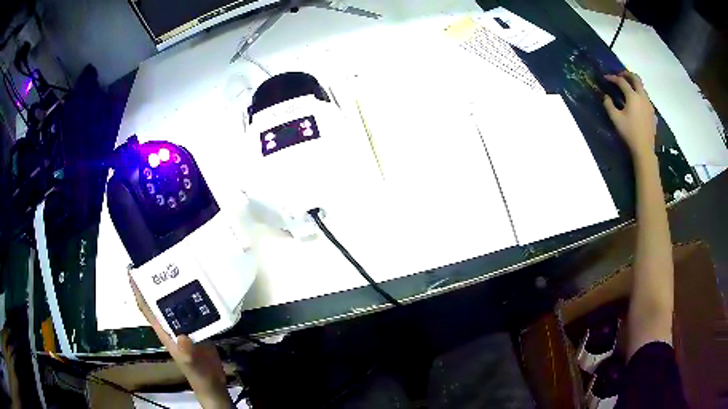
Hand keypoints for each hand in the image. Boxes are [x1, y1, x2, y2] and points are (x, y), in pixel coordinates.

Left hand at [130, 276, 231, 408]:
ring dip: (176, 285)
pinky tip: (202, 284)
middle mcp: (170, 323)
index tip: (132, 268)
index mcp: (163, 330)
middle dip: (156, 280)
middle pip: (159, 298)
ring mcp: (184, 324)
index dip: (137, 289)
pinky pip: (193, 307)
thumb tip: (181, 334)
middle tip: (161, 257)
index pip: (146, 307)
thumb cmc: (197, 373)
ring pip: (176, 301)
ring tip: (181, 264)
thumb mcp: (190, 363)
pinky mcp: (198, 326)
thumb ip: (185, 351)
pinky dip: (195, 296)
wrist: (212, 381)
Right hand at [603, 71, 655, 159]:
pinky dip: (640, 96)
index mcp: (633, 96)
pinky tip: (637, 103)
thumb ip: (609, 105)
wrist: (644, 149)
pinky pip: (646, 99)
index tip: (606, 78)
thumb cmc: (629, 133)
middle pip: (636, 78)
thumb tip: (606, 96)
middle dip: (627, 74)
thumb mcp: (615, 119)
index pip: (621, 81)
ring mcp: (649, 105)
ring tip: (629, 88)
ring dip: (635, 84)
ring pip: (642, 88)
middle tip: (620, 75)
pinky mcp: (652, 113)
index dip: (612, 78)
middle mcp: (642, 97)